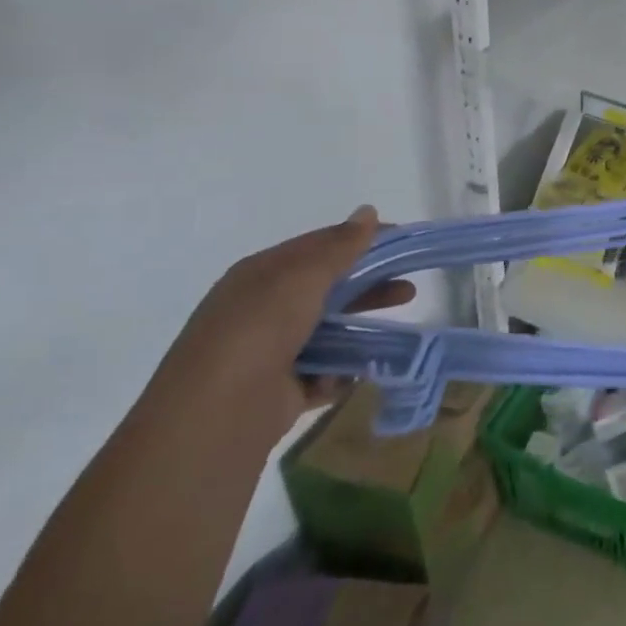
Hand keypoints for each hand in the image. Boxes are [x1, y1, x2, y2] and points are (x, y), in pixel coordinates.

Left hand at [144, 206, 414, 448]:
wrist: (217, 414)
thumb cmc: (260, 329)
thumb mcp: (302, 277)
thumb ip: (340, 247)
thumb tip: (368, 211)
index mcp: (261, 275)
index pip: (317, 247)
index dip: (359, 240)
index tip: (401, 241)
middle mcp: (262, 310)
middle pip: (327, 290)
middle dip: (368, 287)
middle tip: (408, 288)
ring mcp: (270, 352)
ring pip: (328, 332)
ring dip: (359, 330)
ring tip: (395, 331)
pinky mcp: (281, 391)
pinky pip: (323, 372)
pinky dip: (340, 372)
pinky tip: (355, 371)